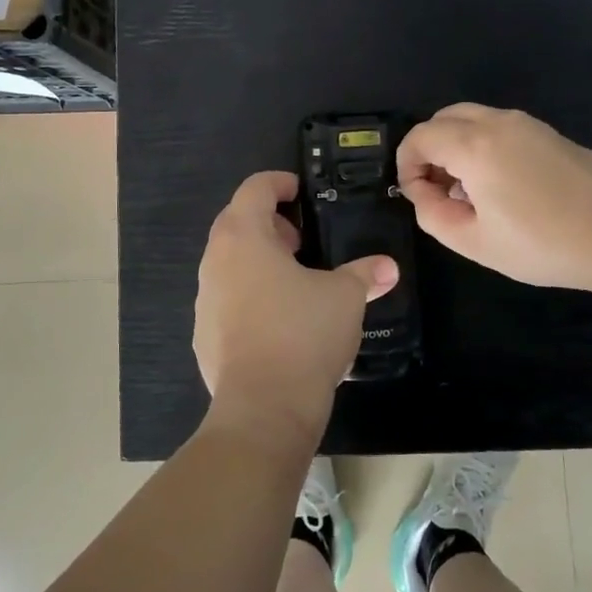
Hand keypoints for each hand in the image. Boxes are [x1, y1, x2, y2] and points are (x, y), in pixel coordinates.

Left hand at [194, 171, 397, 445]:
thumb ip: (364, 274)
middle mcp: (215, 261)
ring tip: (294, 280)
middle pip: (236, 223)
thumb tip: (387, 268)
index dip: (279, 183)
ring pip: (229, 263)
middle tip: (302, 240)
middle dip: (269, 224)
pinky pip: (227, 300)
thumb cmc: (303, 334)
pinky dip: (249, 296)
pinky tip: (278, 321)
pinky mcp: (204, 335)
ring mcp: (205, 300)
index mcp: (243, 237)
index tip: (300, 191)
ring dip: (258, 261)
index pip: (254, 188)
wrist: (263, 408)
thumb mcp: (345, 297)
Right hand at [397, 104, 591, 296]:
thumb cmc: (544, 243)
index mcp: (474, 146)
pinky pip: (497, 127)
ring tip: (467, 191)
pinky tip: (499, 186)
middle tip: (436, 190)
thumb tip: (422, 193)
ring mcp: (526, 123)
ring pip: (471, 119)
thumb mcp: (475, 242)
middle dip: (428, 150)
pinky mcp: (547, 132)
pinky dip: (480, 145)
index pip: (419, 137)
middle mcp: (497, 122)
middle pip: (443, 119)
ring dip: (455, 146)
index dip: (406, 165)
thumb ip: (433, 215)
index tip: (416, 196)